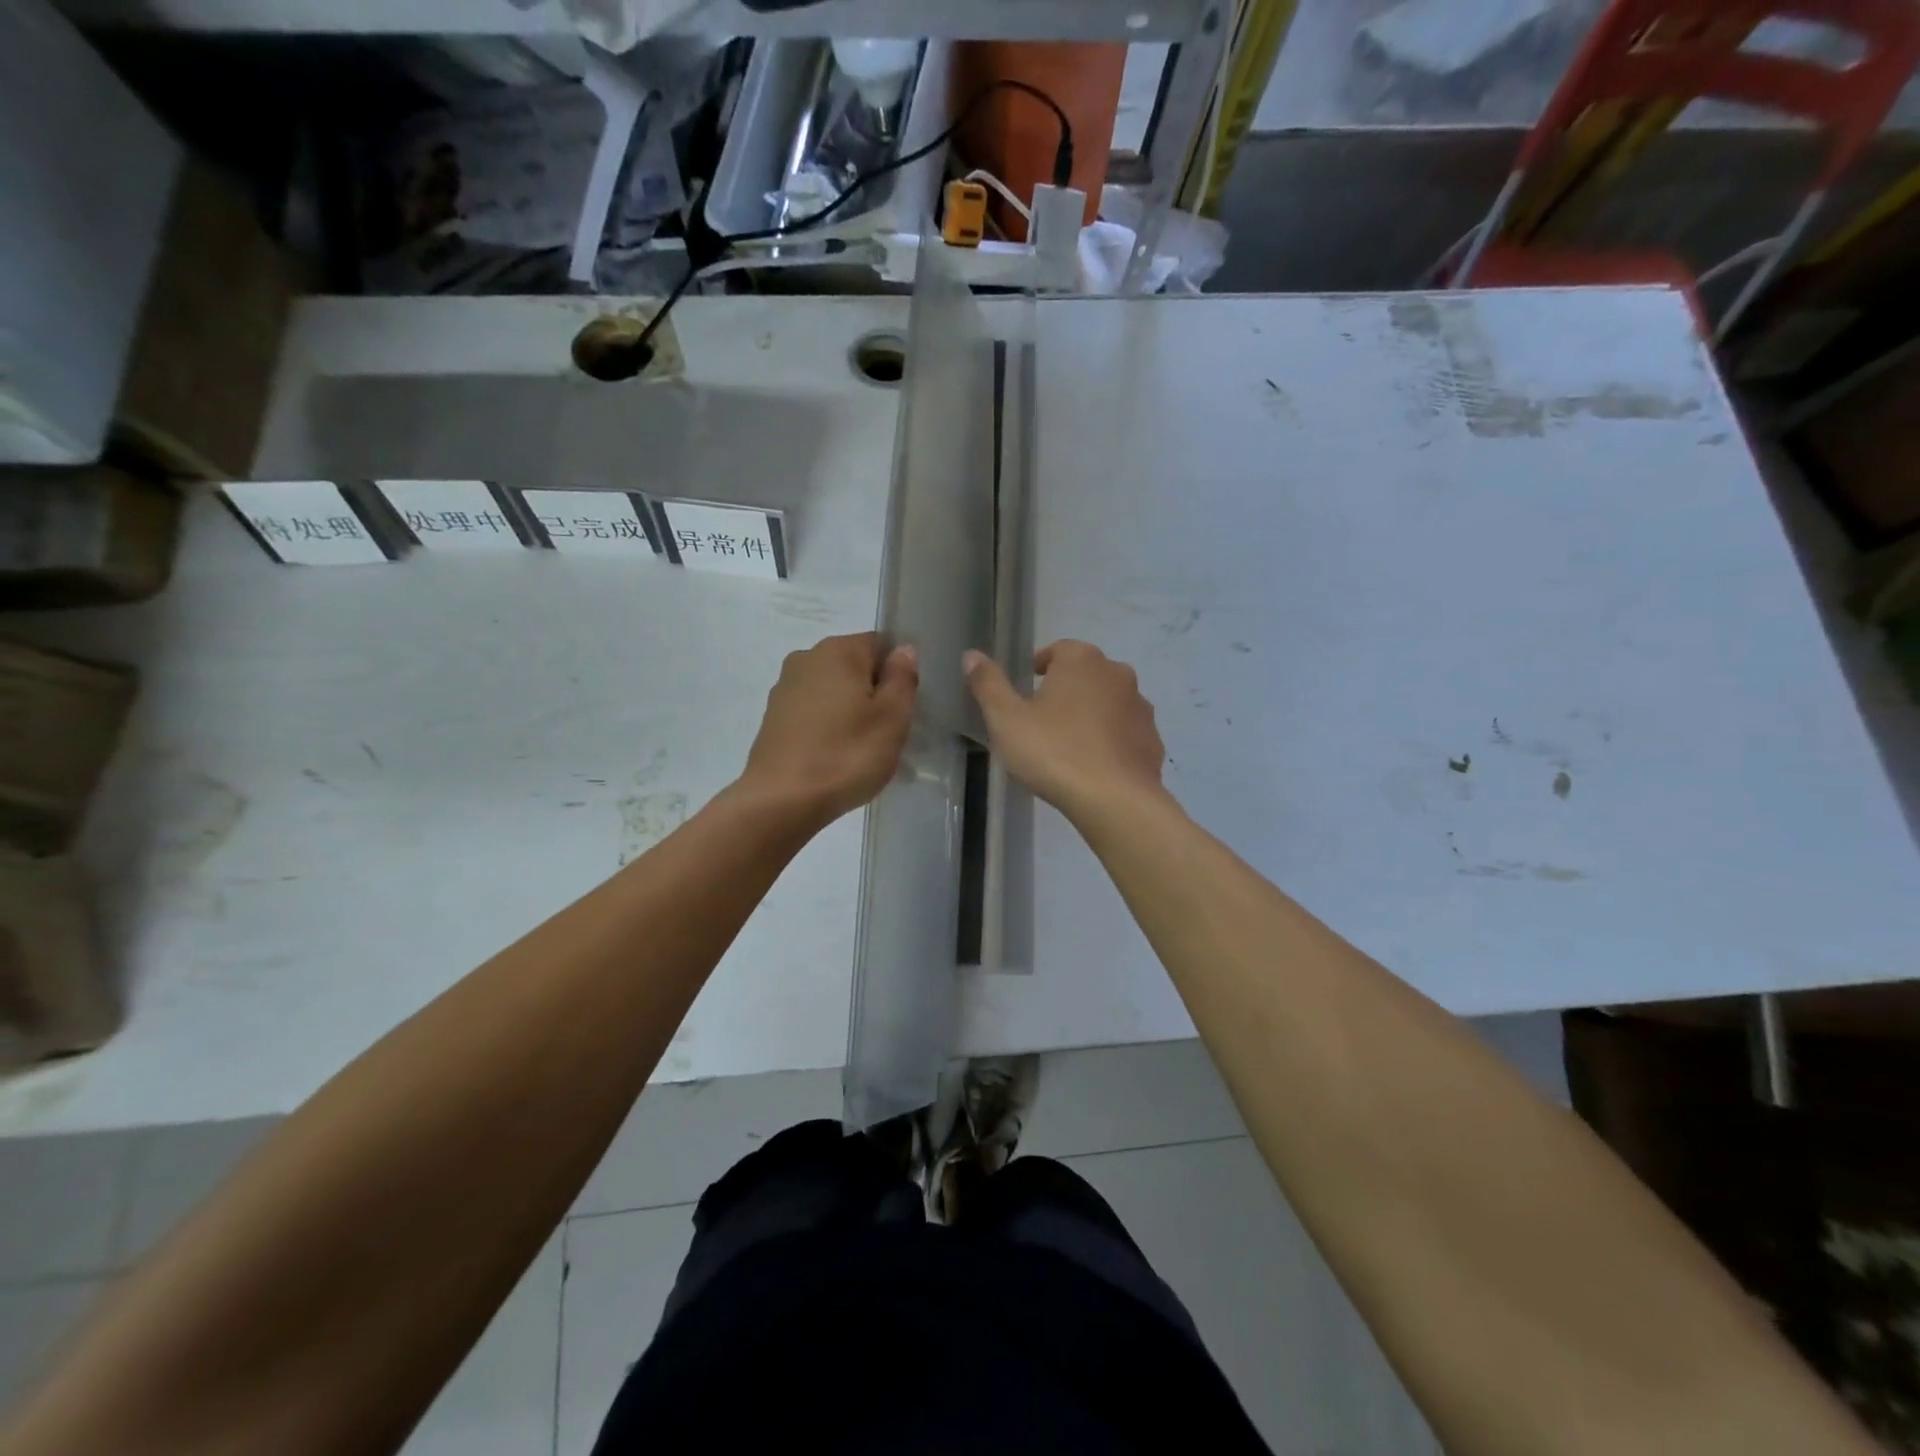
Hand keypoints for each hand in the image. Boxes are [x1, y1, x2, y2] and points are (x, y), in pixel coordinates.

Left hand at [738, 632, 917, 828]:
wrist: (781, 801)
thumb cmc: (846, 755)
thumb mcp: (892, 718)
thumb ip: (902, 678)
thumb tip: (904, 650)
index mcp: (838, 650)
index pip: (881, 645)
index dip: (898, 676)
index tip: (902, 710)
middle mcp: (806, 658)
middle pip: (855, 668)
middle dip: (873, 695)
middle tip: (887, 735)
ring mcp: (784, 688)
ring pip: (833, 692)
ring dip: (851, 713)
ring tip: (861, 752)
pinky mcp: (772, 718)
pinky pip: (813, 713)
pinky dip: (828, 728)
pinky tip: (835, 759)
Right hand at [963, 640, 1165, 821]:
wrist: (1115, 800)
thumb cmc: (1053, 752)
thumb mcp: (1006, 719)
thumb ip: (988, 684)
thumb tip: (971, 655)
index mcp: (1081, 660)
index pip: (1058, 650)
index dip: (1040, 666)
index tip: (1027, 688)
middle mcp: (1117, 674)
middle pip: (1086, 674)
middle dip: (1067, 690)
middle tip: (1043, 720)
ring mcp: (1140, 707)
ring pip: (1109, 703)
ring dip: (1092, 714)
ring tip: (1070, 746)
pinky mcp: (1153, 740)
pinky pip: (1126, 733)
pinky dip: (1112, 741)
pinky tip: (1095, 766)